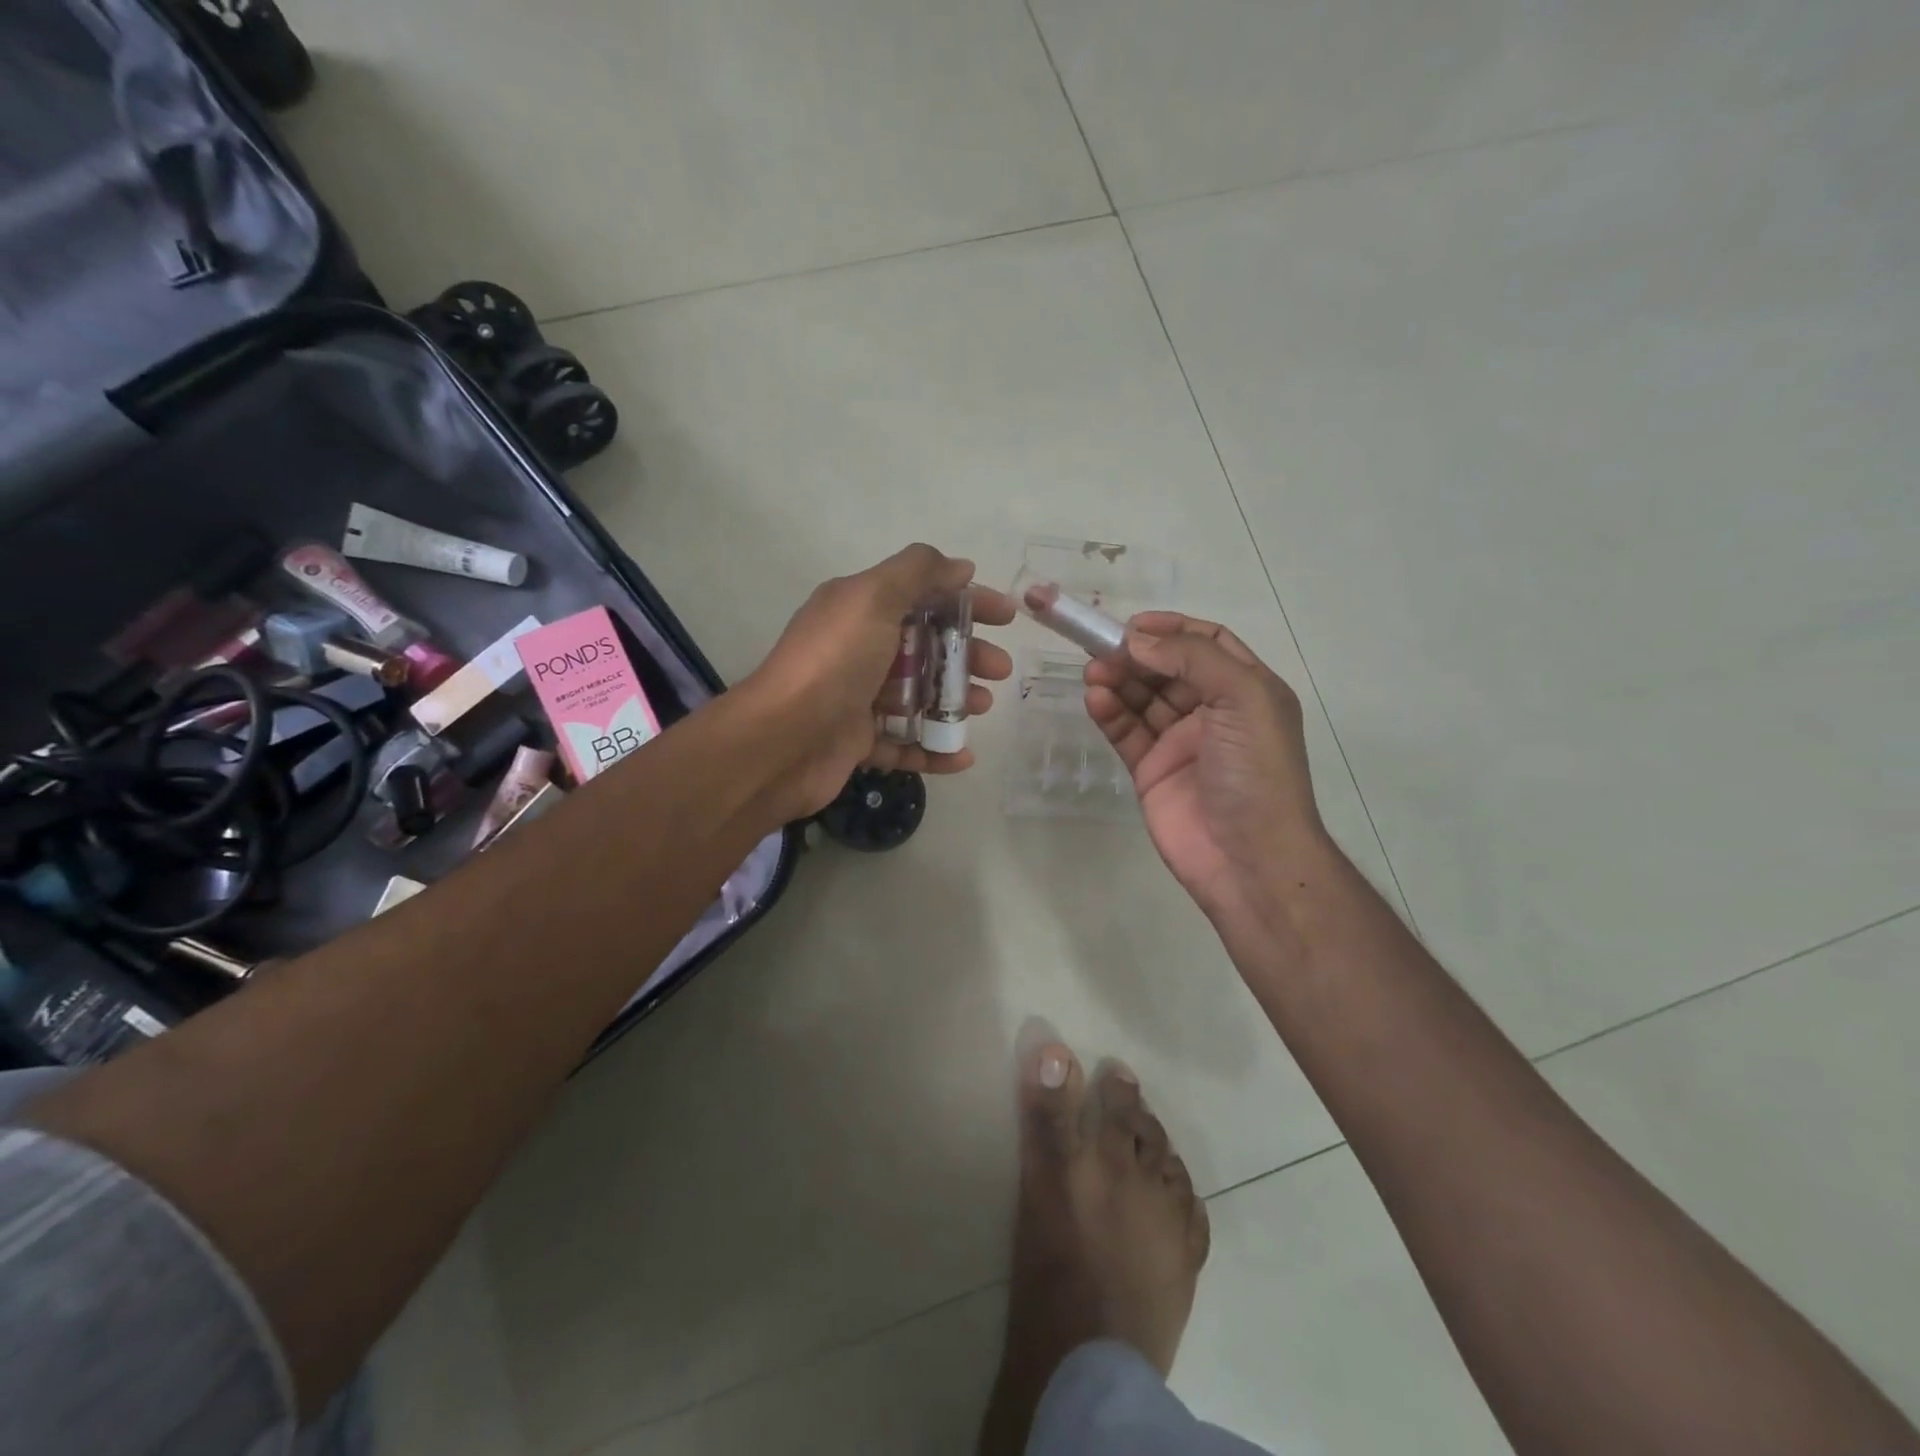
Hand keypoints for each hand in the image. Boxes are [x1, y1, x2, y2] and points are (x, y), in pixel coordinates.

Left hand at [741, 543, 1014, 820]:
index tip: (1007, 617)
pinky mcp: (859, 743)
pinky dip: (936, 749)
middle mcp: (859, 650)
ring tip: (983, 708)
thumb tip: (960, 566)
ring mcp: (858, 699)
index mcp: (860, 610)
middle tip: (1001, 670)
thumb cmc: (834, 662)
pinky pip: (906, 744)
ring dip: (955, 701)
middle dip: (967, 656)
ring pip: (919, 697)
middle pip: (926, 648)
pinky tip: (963, 756)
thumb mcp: (872, 598)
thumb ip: (917, 572)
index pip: (924, 597)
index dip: (968, 602)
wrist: (783, 740)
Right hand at [1085, 614, 1324, 914]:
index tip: (1134, 625)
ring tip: (1093, 673)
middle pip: (1167, 669)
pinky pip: (1126, 732)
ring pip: (1142, 699)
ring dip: (1118, 681)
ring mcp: (1180, 742)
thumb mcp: (1242, 698)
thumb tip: (1137, 638)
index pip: (1207, 643)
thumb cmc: (1256, 770)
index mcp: (1246, 689)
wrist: (1248, 857)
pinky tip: (1095, 700)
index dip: (1172, 628)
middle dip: (1136, 655)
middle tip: (1101, 648)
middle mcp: (1214, 711)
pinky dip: (1110, 713)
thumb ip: (1191, 659)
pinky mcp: (1151, 770)